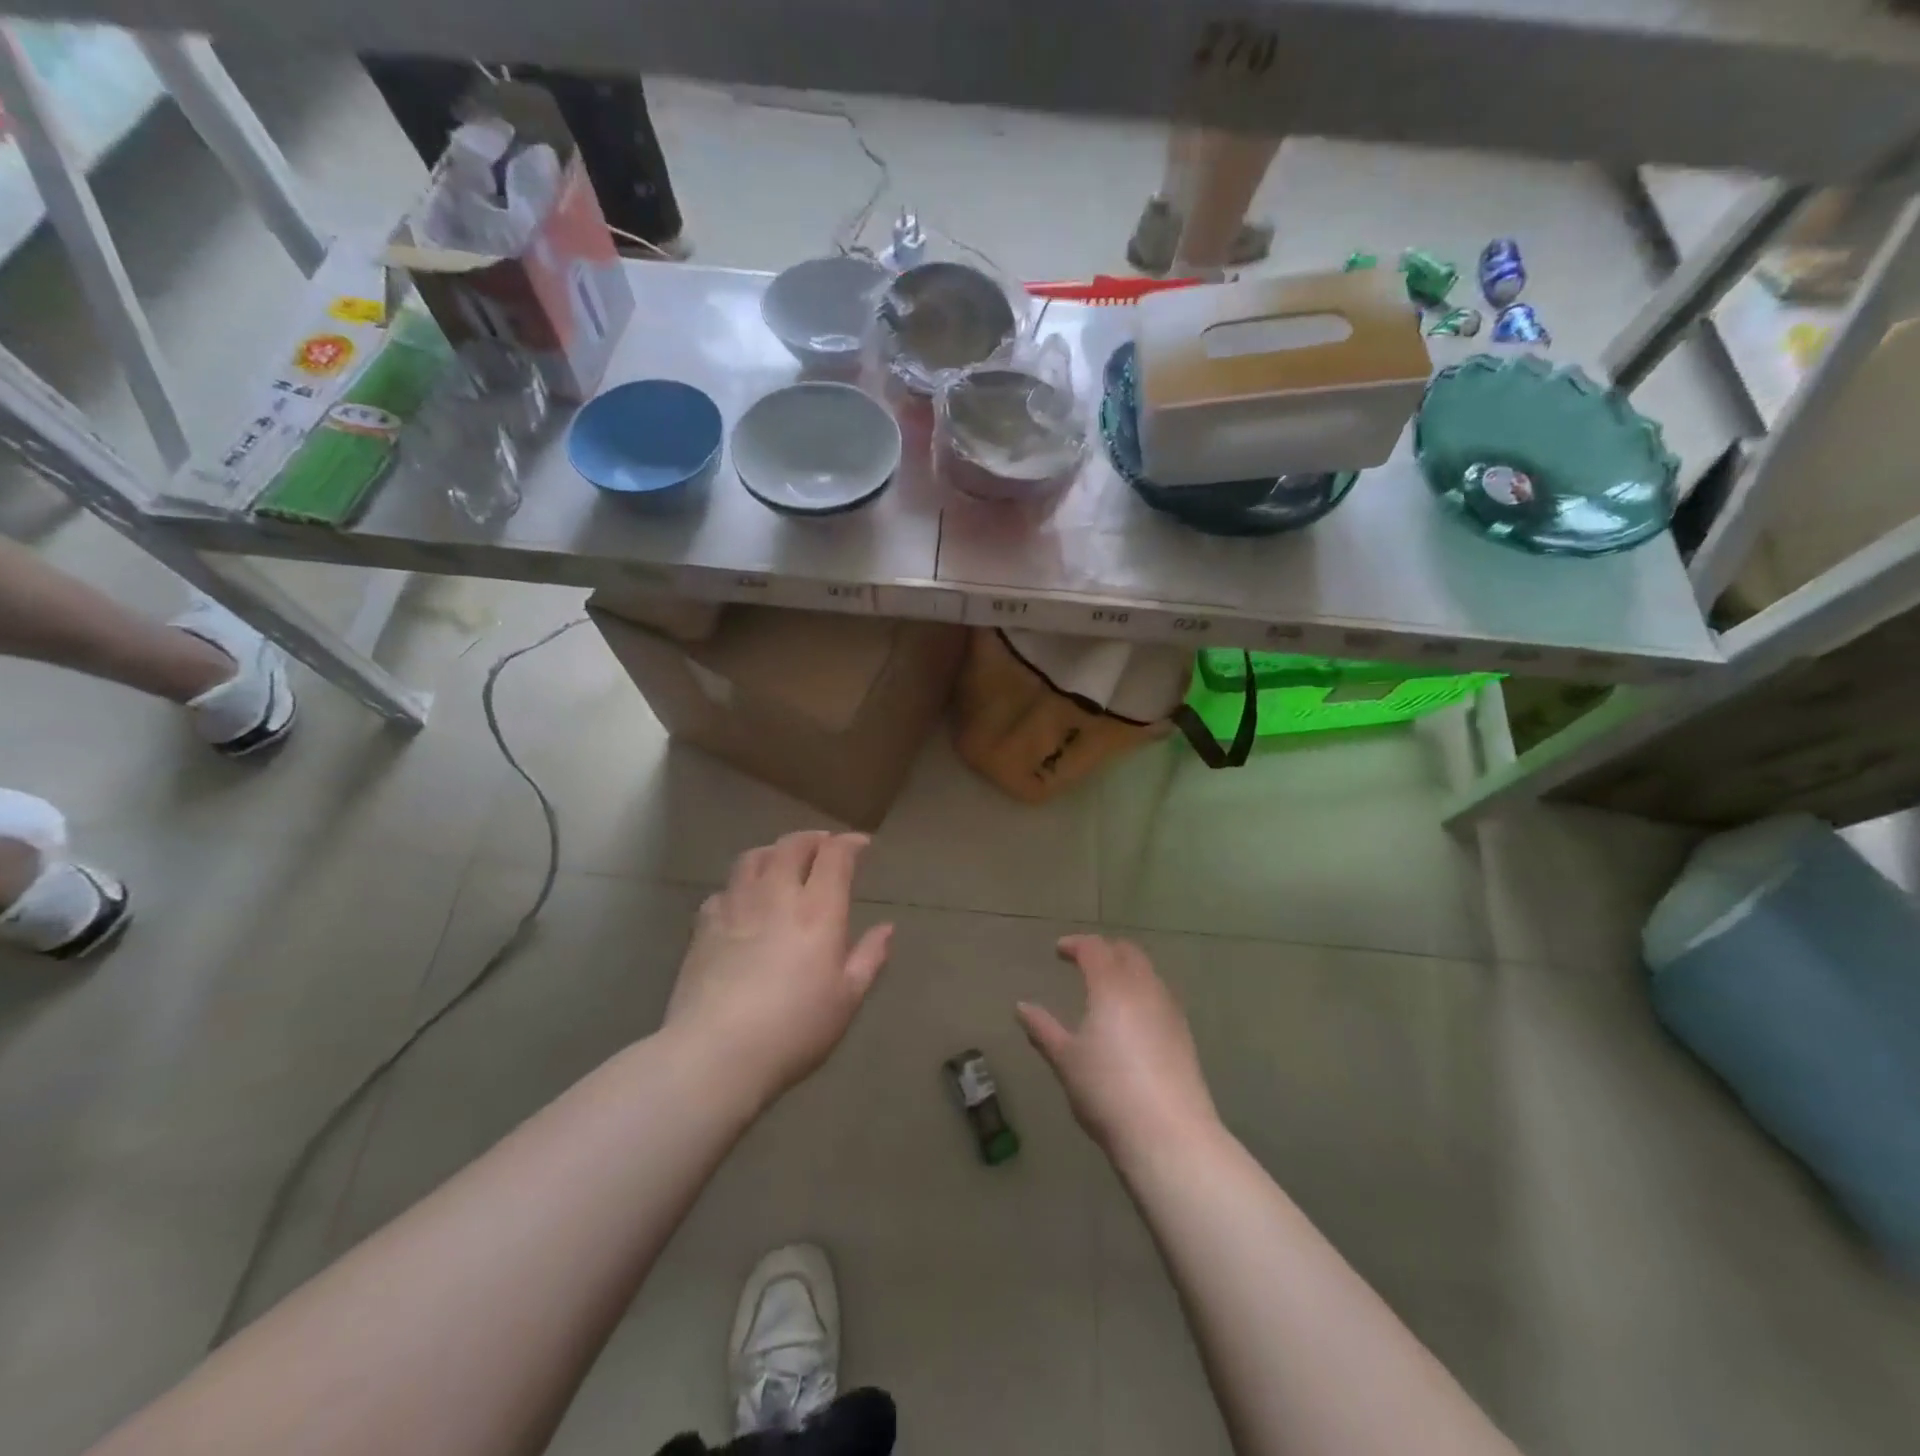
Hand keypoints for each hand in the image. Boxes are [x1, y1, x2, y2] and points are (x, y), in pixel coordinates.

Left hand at [665, 831, 892, 1104]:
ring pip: (753, 857)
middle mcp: (776, 896)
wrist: (716, 1053)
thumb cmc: (794, 1029)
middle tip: (825, 846)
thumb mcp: (846, 999)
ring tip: (783, 860)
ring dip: (774, 851)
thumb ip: (869, 958)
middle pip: (792, 846)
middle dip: (813, 839)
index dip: (850, 843)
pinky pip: (724, 889)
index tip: (862, 845)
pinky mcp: (704, 927)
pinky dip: (740, 885)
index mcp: (818, 910)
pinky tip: (743, 900)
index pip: (835, 856)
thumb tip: (887, 928)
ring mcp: (735, 907)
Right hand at [1018, 935, 1217, 1154]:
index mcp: (1111, 986)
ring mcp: (1169, 1010)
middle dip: (1105, 950)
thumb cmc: (1107, 1091)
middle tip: (1085, 961)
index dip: (1075, 944)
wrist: (1168, 1134)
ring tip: (1108, 988)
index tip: (1059, 950)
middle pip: (1127, 953)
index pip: (1094, 948)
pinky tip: (1133, 1018)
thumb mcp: (1066, 1060)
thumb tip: (1021, 1007)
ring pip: (1148, 973)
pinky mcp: (1184, 1034)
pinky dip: (1143, 992)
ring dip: (1127, 970)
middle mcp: (1144, 988)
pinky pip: (1161, 996)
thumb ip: (1043, 1029)